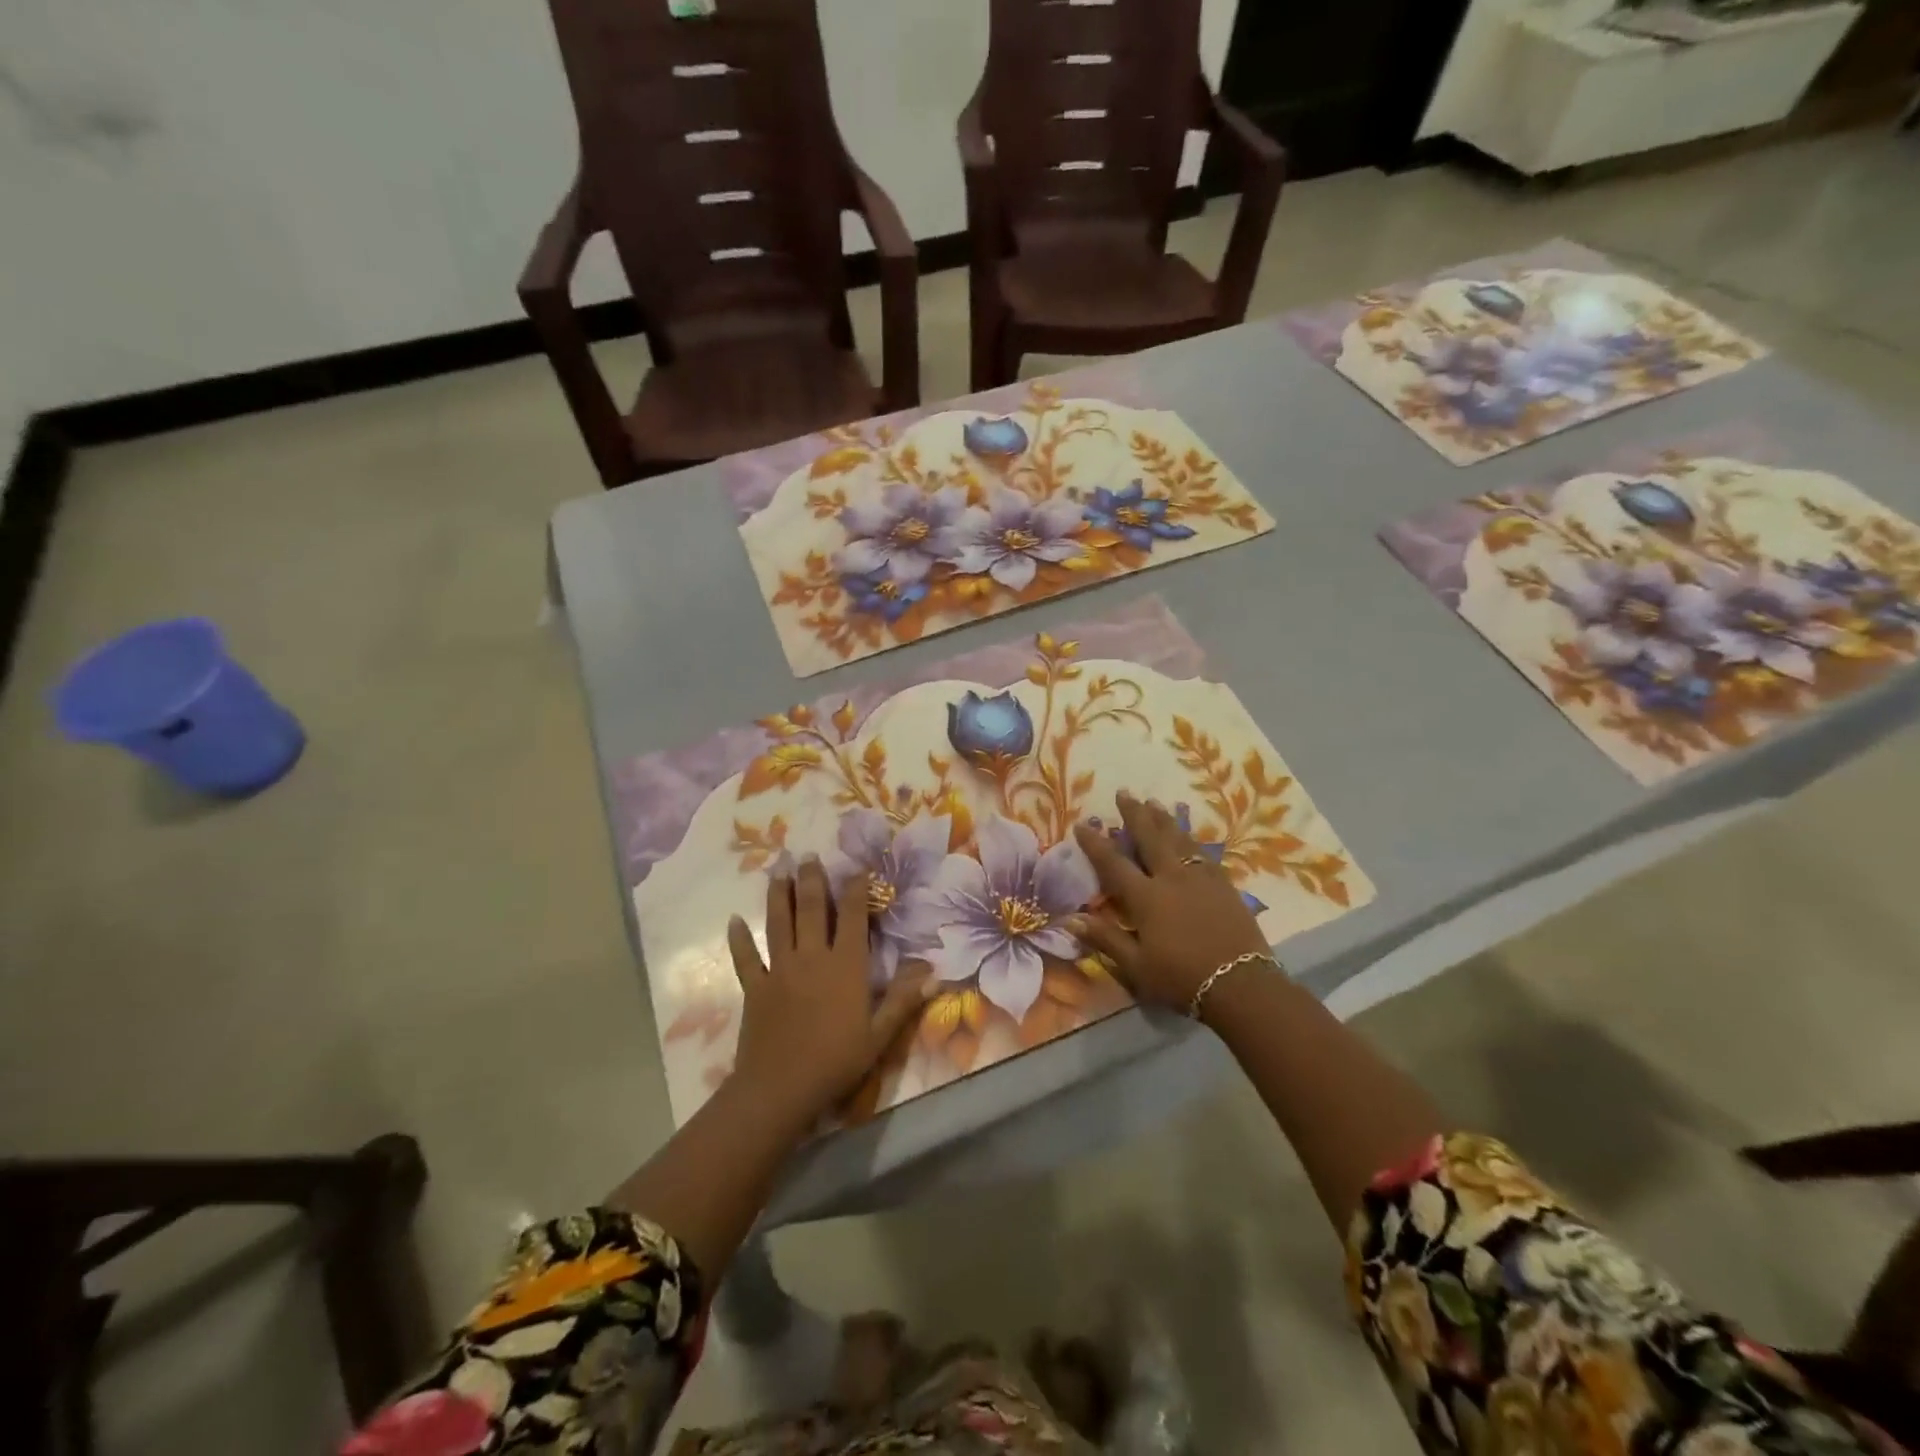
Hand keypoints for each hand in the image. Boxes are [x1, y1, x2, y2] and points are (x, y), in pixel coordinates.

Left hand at [726, 859, 931, 1122]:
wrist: (780, 1088)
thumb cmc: (836, 1061)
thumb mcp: (879, 1035)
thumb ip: (903, 999)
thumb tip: (932, 969)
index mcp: (845, 966)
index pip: (853, 917)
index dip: (856, 890)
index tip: (857, 868)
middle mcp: (812, 957)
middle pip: (812, 910)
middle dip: (812, 880)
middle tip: (807, 855)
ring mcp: (779, 969)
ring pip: (779, 923)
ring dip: (779, 895)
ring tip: (778, 871)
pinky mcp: (755, 987)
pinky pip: (745, 958)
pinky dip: (739, 939)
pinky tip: (734, 921)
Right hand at [1069, 791, 1270, 1010]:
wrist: (1242, 984)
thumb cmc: (1182, 978)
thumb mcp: (1137, 966)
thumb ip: (1106, 939)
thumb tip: (1071, 918)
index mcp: (1146, 898)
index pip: (1114, 863)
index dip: (1096, 843)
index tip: (1082, 824)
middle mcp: (1171, 878)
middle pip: (1150, 838)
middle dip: (1135, 814)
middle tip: (1125, 792)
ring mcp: (1201, 879)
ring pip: (1179, 840)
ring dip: (1164, 820)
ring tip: (1154, 803)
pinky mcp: (1223, 885)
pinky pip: (1204, 854)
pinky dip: (1192, 840)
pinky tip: (1189, 836)